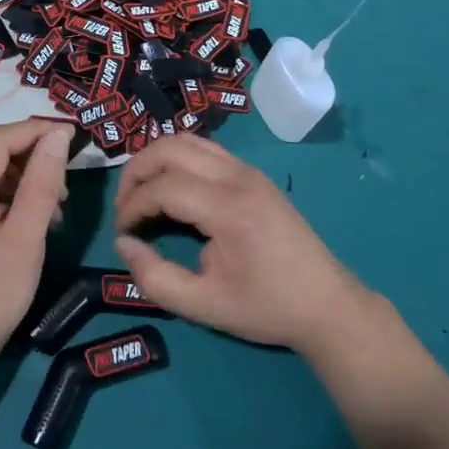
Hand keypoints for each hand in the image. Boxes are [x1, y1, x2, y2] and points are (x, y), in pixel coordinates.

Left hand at [0, 119, 72, 374]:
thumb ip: (42, 182)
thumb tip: (58, 136)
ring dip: (23, 174)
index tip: (74, 136)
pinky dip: (7, 189)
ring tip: (54, 204)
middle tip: (66, 182)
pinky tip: (30, 212)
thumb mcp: (26, 238)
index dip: (38, 130)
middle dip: (32, 155)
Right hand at [113, 137, 363, 351]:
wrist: (327, 304)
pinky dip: (177, 159)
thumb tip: (123, 244)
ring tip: (141, 194)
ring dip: (155, 160)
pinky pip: (204, 149)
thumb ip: (156, 278)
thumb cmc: (267, 308)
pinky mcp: (252, 174)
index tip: (121, 233)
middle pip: (169, 148)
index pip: (163, 187)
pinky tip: (171, 189)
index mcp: (228, 209)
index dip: (132, 206)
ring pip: (187, 141)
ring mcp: (248, 170)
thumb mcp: (205, 306)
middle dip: (136, 172)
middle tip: (124, 207)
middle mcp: (237, 177)